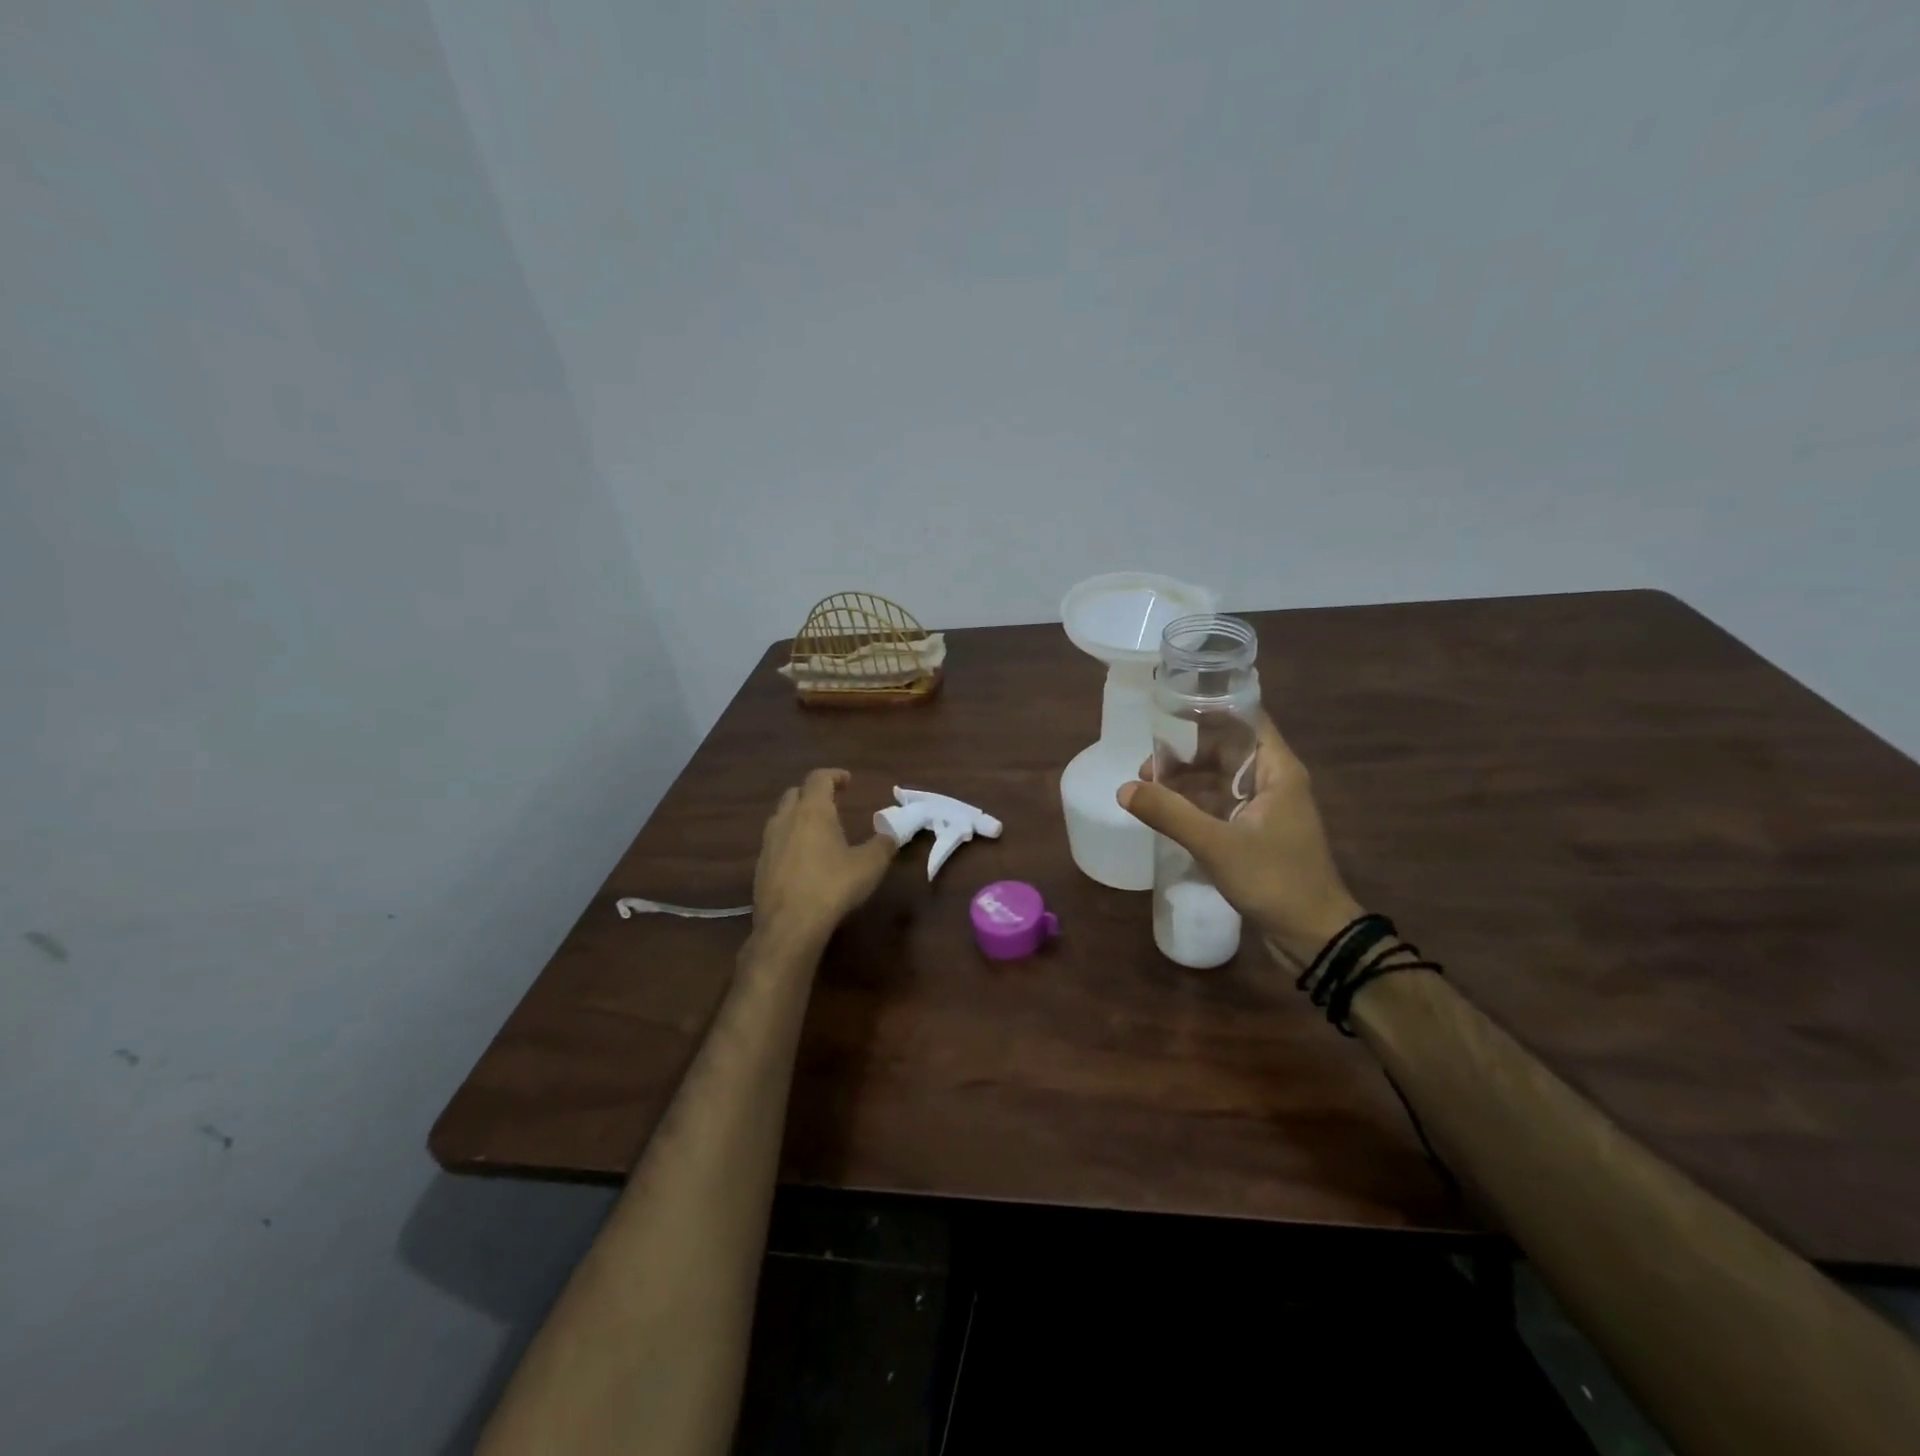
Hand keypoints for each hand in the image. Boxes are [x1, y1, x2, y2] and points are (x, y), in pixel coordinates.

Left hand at [753, 769, 899, 948]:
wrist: (790, 926)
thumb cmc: (833, 887)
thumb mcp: (870, 865)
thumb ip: (883, 844)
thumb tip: (892, 832)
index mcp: (813, 811)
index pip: (819, 778)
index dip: (834, 775)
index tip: (847, 781)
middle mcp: (786, 820)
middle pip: (795, 793)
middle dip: (813, 793)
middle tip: (831, 803)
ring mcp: (768, 843)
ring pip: (780, 817)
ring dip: (797, 816)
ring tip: (816, 830)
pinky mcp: (760, 867)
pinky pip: (774, 843)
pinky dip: (789, 841)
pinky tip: (802, 860)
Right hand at [1118, 714, 1362, 964]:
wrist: (1314, 936)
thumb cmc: (1274, 880)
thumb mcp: (1216, 845)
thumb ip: (1169, 814)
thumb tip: (1124, 789)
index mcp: (1277, 770)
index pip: (1245, 719)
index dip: (1209, 712)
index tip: (1168, 716)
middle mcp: (1274, 781)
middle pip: (1227, 749)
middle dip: (1186, 754)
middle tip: (1148, 769)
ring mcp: (1266, 808)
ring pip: (1221, 779)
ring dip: (1187, 781)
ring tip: (1149, 792)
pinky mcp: (1257, 833)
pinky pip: (1221, 805)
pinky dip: (1196, 804)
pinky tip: (1167, 814)